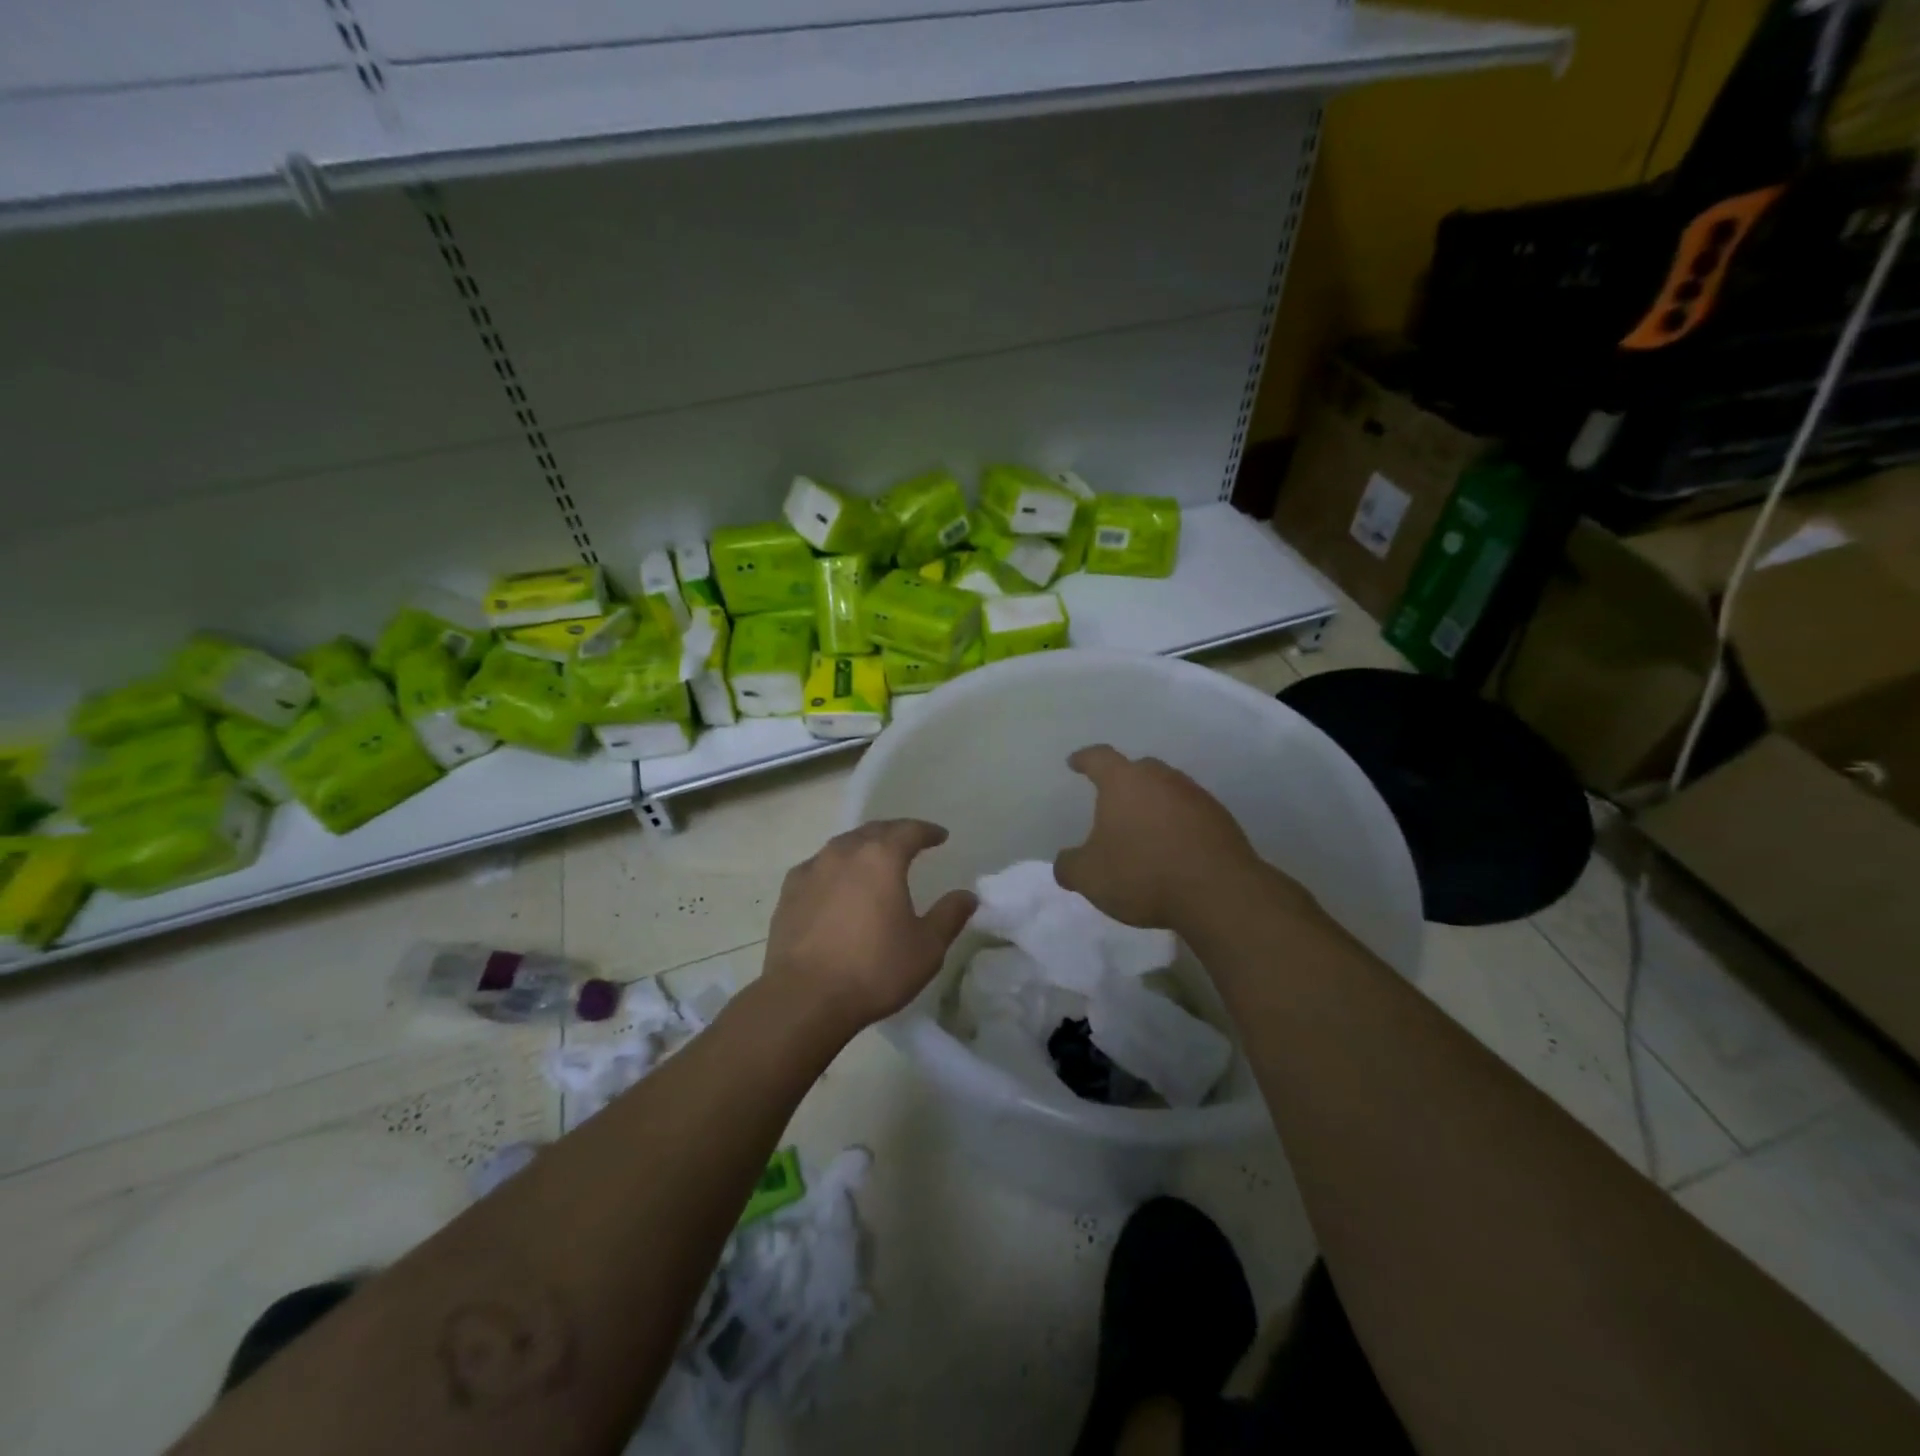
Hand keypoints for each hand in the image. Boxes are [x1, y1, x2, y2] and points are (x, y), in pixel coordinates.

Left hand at [762, 819, 976, 1035]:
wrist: (804, 998)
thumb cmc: (873, 969)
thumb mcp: (927, 948)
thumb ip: (949, 916)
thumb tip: (967, 896)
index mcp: (881, 858)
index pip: (909, 831)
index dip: (927, 831)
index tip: (940, 836)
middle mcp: (844, 853)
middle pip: (874, 831)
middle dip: (895, 833)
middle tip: (909, 841)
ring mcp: (812, 870)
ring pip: (843, 845)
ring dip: (863, 846)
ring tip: (874, 859)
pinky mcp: (788, 892)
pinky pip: (818, 867)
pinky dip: (835, 867)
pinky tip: (836, 883)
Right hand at [1053, 745, 1261, 930]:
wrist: (1218, 892)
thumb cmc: (1142, 874)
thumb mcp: (1090, 877)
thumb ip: (1070, 866)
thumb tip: (1064, 862)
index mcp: (1124, 782)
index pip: (1099, 758)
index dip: (1084, 759)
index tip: (1075, 762)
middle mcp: (1161, 778)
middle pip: (1139, 769)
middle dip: (1124, 781)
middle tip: (1113, 800)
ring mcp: (1196, 796)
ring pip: (1168, 789)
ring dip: (1155, 803)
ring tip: (1144, 828)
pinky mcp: (1222, 819)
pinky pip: (1191, 813)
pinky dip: (1178, 824)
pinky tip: (1173, 848)